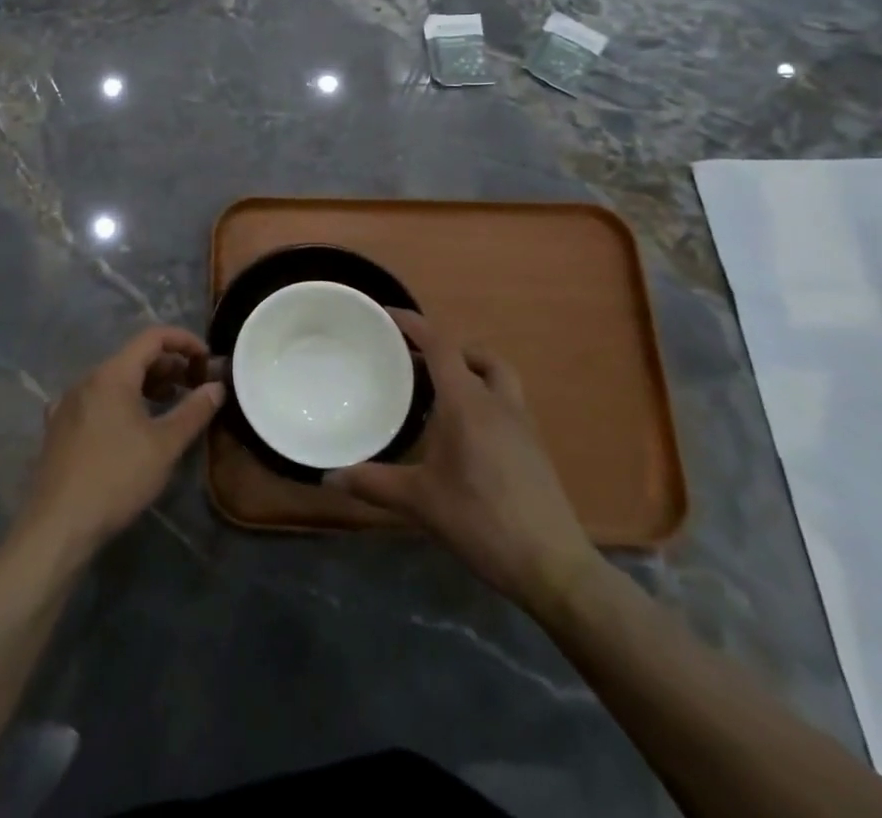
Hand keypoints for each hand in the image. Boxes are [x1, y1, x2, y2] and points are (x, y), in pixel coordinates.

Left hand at [18, 326, 223, 561]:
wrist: (57, 525)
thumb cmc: (116, 478)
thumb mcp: (165, 445)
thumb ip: (194, 411)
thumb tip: (217, 386)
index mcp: (112, 374)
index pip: (153, 337)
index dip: (184, 341)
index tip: (207, 359)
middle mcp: (87, 379)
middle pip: (133, 357)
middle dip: (168, 366)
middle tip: (194, 386)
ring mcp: (68, 402)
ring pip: (114, 380)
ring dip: (146, 385)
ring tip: (169, 405)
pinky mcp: (58, 427)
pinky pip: (96, 400)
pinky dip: (120, 402)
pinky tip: (129, 427)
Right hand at [327, 311, 601, 614]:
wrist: (553, 566)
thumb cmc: (481, 521)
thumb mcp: (420, 502)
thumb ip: (373, 483)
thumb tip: (328, 478)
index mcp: (467, 403)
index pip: (440, 345)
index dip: (414, 324)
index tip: (387, 315)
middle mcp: (497, 402)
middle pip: (474, 354)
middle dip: (444, 348)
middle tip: (411, 362)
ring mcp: (522, 425)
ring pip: (497, 376)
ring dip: (470, 369)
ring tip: (439, 392)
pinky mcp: (534, 448)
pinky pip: (506, 402)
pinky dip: (483, 397)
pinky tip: (465, 432)